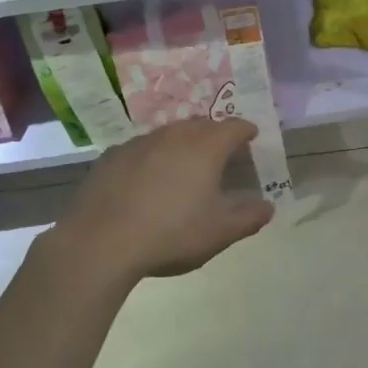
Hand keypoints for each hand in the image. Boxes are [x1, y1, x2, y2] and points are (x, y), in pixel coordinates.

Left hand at [46, 118, 274, 284]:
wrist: (100, 242)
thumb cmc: (171, 234)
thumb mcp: (219, 232)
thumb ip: (248, 217)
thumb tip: (267, 207)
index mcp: (205, 147)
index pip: (233, 127)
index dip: (245, 131)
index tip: (251, 136)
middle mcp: (174, 135)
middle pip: (201, 125)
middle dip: (214, 133)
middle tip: (221, 149)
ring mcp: (139, 143)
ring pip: (169, 134)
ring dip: (182, 143)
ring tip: (185, 163)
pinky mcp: (112, 156)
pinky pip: (141, 149)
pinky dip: (152, 157)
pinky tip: (147, 178)